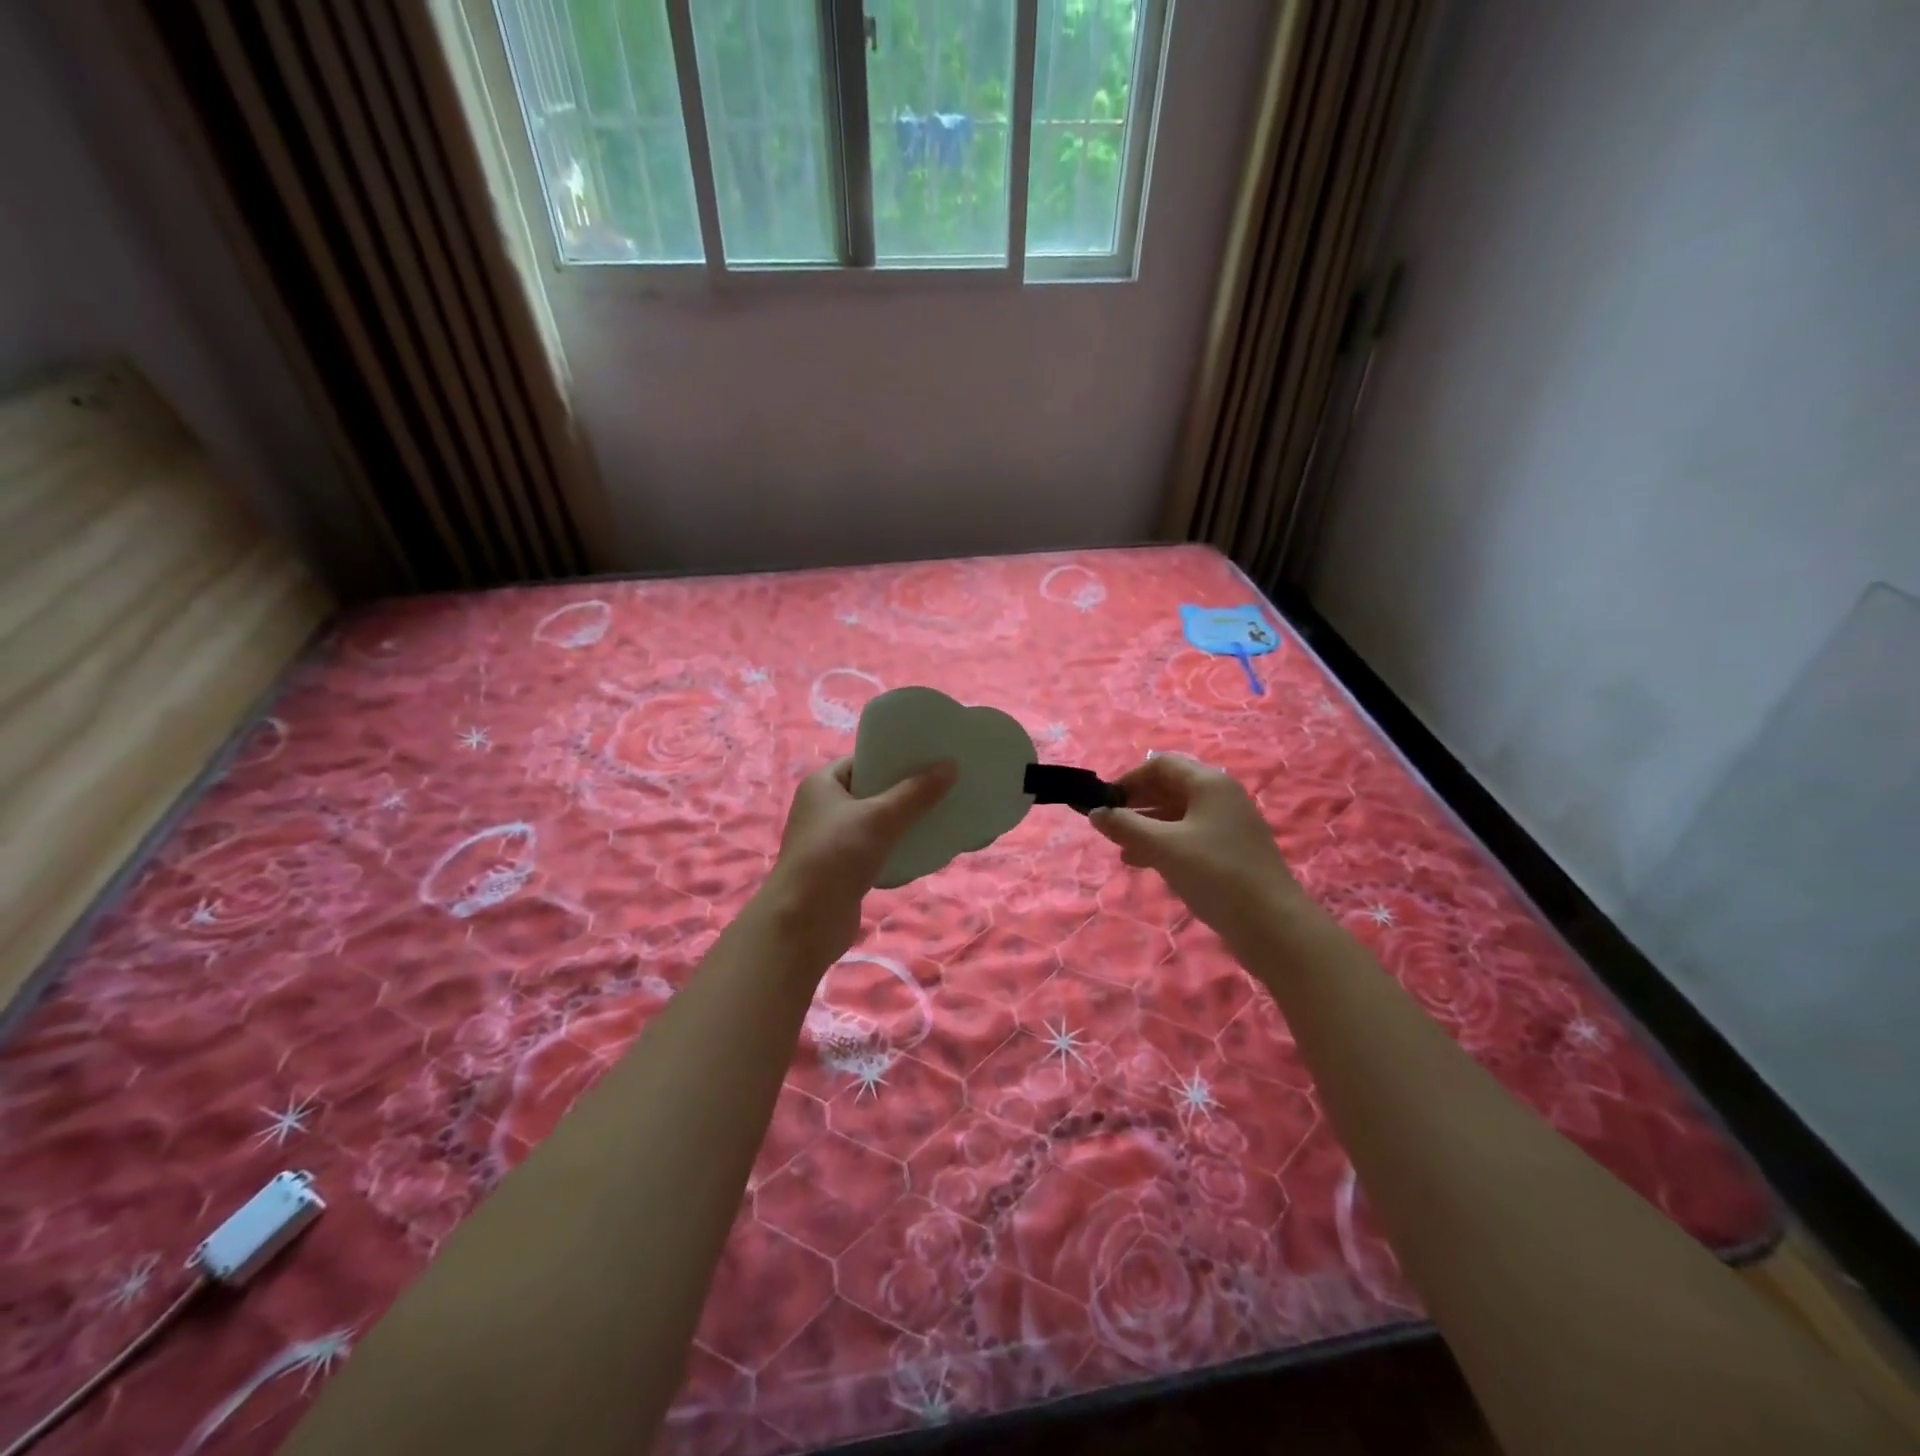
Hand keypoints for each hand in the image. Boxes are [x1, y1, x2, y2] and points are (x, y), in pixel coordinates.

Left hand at [760, 756, 955, 966]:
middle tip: (942, 784)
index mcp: (821, 784)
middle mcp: (822, 807)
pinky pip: (874, 848)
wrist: (804, 923)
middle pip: (870, 790)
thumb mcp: (880, 818)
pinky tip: (922, 847)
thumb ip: (916, 793)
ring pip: (874, 821)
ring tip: (939, 813)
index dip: (894, 757)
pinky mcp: (841, 868)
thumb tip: (950, 765)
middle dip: (904, 790)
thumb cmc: (835, 856)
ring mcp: (830, 840)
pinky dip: (895, 846)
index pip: (862, 760)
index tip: (929, 757)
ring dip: (902, 820)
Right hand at [1091, 754, 1300, 951]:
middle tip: (1110, 827)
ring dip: (1148, 827)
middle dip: (1137, 804)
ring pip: (1179, 815)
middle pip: (1171, 787)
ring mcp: (1230, 824)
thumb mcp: (1163, 847)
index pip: (1161, 765)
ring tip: (1122, 849)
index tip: (1105, 804)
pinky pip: (1191, 836)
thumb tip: (1095, 813)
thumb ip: (1125, 826)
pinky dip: (1166, 843)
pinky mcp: (1232, 851)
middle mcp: (1221, 796)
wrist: (1273, 924)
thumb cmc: (1215, 874)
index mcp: (1209, 783)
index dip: (1129, 780)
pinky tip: (1147, 863)